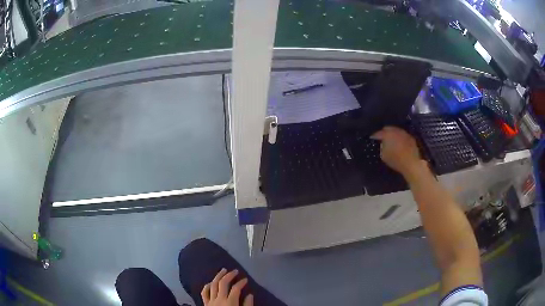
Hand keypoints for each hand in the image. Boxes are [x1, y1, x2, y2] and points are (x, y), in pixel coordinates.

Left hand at [201, 269, 253, 305]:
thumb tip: (250, 295)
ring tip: (223, 270)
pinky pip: (204, 292)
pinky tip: (212, 282)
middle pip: (223, 283)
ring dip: (218, 276)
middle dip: (229, 275)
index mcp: (230, 303)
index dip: (241, 283)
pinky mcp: (205, 303)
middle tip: (235, 271)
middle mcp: (219, 299)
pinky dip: (208, 285)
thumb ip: (247, 305)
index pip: (236, 289)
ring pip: (213, 284)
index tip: (246, 280)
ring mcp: (210, 301)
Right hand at [371, 126, 424, 177]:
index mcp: (387, 134)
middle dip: (384, 132)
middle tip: (382, 137)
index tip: (372, 138)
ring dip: (393, 134)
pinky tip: (399, 143)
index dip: (374, 135)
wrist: (411, 163)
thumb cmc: (395, 160)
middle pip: (388, 128)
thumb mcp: (383, 155)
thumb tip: (382, 143)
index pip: (379, 133)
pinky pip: (403, 135)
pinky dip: (400, 137)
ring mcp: (404, 133)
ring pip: (396, 130)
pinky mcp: (410, 137)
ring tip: (391, 139)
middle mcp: (396, 131)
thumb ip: (381, 147)